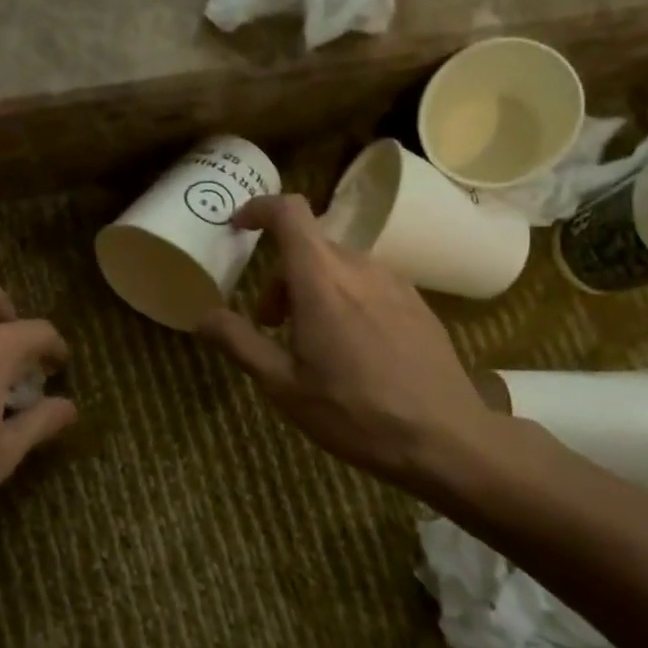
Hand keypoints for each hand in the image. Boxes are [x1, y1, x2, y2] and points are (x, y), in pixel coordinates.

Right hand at [197, 194, 495, 489]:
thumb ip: (240, 343)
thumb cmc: (353, 413)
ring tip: (310, 342)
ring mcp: (395, 283)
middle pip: (309, 247)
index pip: (289, 213)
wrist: (444, 438)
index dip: (259, 209)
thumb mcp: (283, 386)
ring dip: (312, 289)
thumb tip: (204, 316)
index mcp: (322, 280)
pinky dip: (345, 298)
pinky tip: (351, 349)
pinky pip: (368, 284)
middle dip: (280, 276)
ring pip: (339, 266)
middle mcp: (360, 268)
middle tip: (269, 324)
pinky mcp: (418, 303)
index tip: (238, 227)